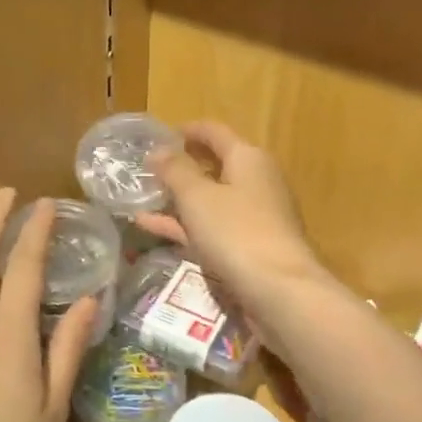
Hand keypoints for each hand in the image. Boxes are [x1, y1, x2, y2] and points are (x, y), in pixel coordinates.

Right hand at [135, 122, 324, 315]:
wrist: (279, 291)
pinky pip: (212, 228)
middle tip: (146, 170)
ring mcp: (255, 217)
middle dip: (181, 168)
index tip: (159, 135)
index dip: (188, 130)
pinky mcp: (250, 247)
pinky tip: (153, 228)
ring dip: (179, 199)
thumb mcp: (197, 197)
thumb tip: (159, 150)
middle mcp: (256, 182)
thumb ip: (175, 171)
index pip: (215, 132)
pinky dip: (185, 225)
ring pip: (211, 200)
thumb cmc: (236, 232)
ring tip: (142, 199)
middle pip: (215, 166)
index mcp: (248, 159)